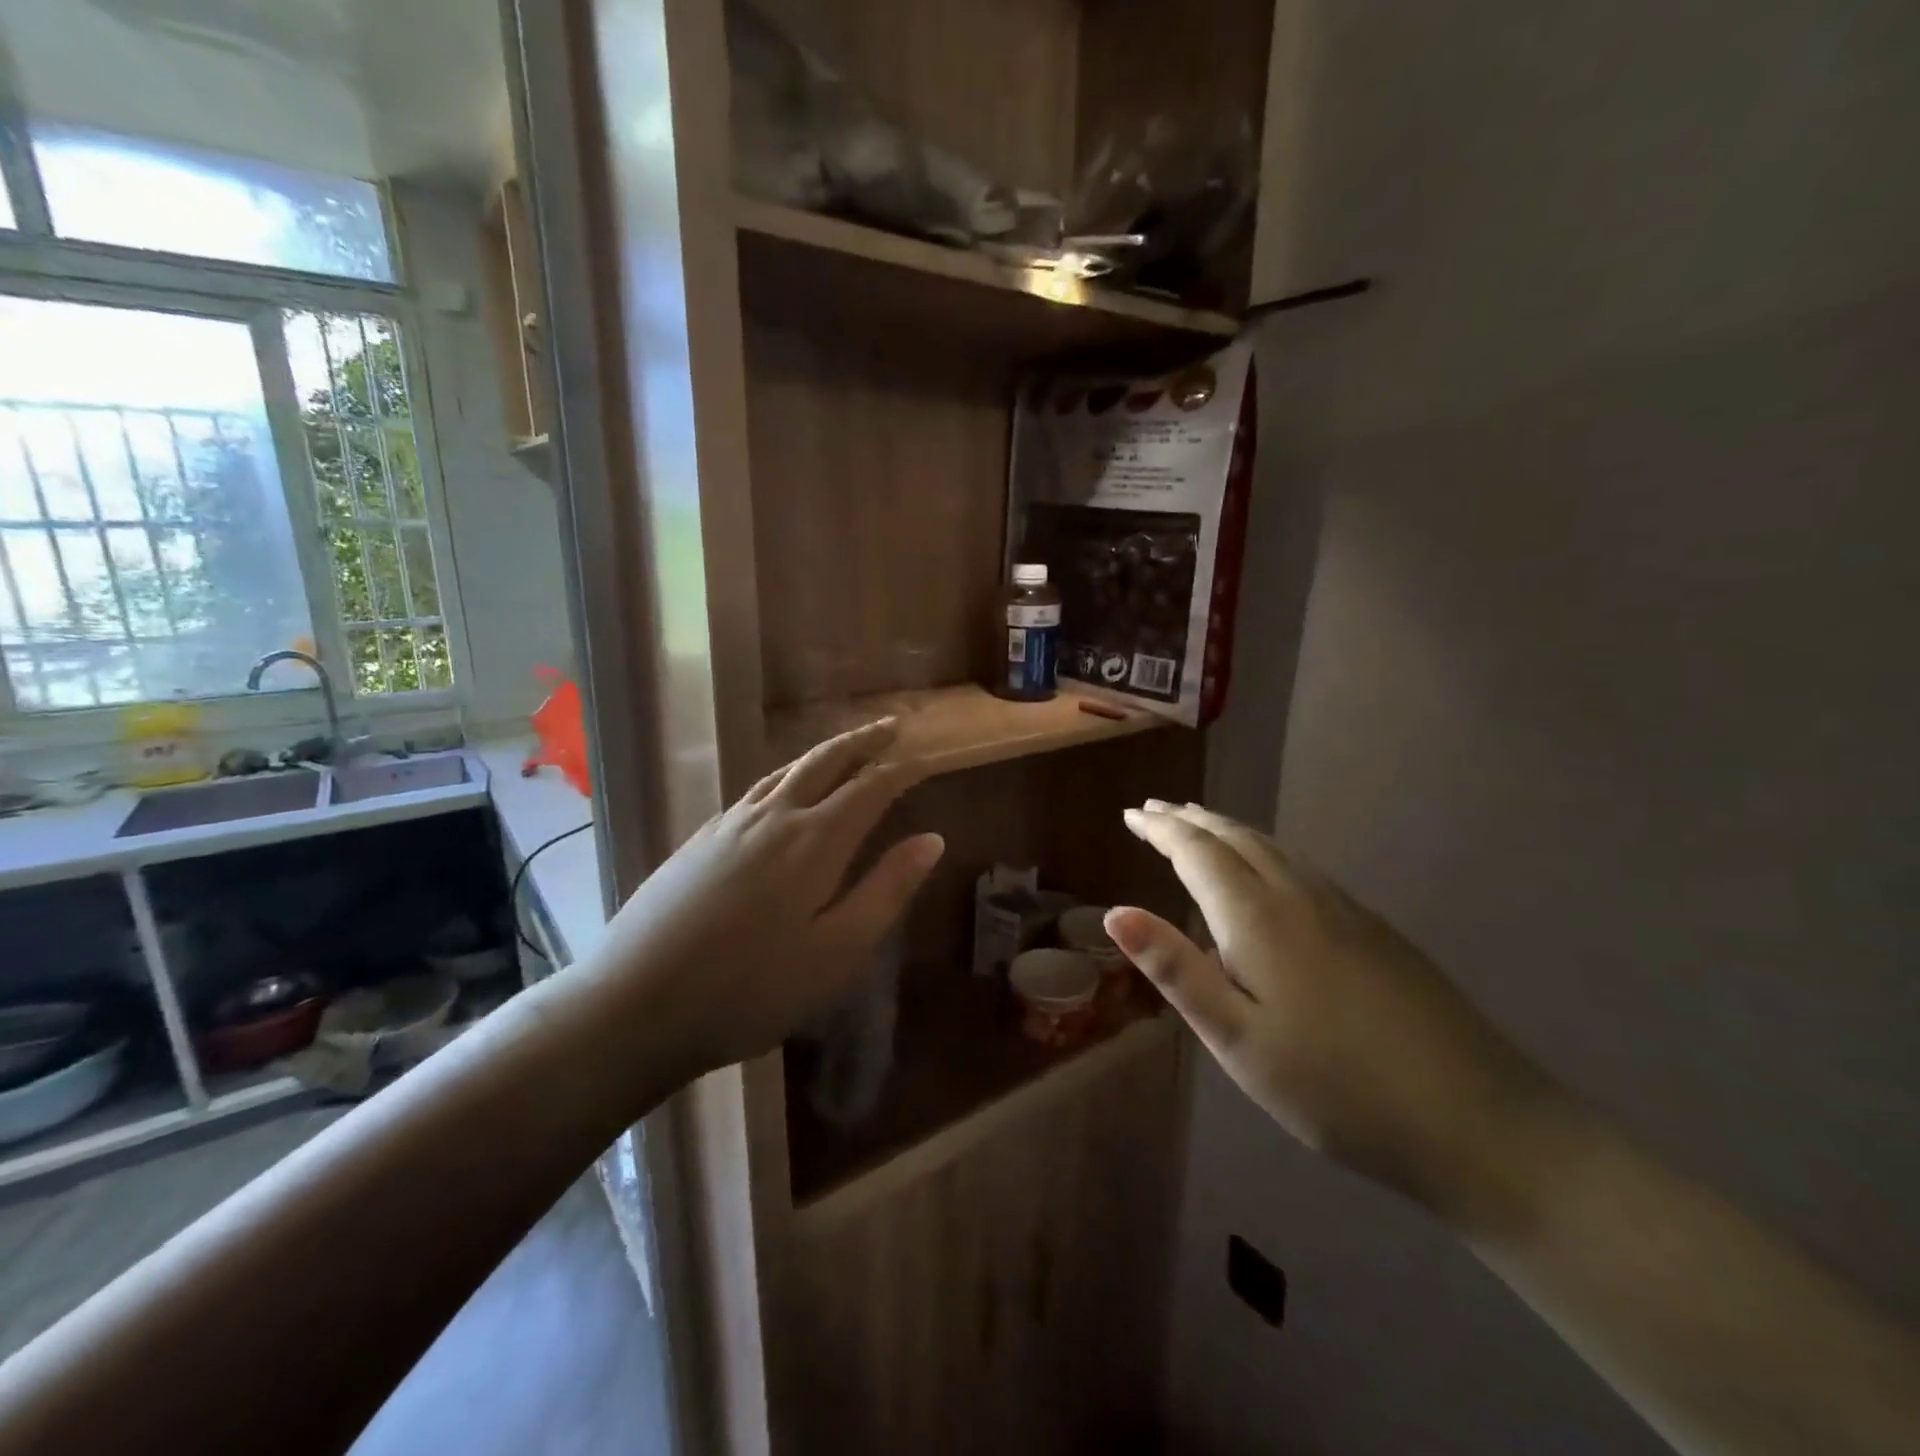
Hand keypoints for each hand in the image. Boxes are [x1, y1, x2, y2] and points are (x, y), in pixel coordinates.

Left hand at [587, 720, 943, 1079]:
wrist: (634, 1003)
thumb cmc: (751, 989)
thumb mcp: (837, 952)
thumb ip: (886, 890)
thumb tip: (932, 839)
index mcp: (814, 840)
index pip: (870, 786)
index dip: (904, 768)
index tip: (930, 756)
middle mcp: (773, 817)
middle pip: (825, 761)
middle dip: (863, 741)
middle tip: (891, 726)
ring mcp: (729, 825)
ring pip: (786, 770)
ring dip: (823, 753)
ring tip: (845, 750)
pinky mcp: (699, 840)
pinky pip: (755, 789)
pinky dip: (785, 776)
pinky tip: (781, 791)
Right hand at [1108, 802, 1567, 1227]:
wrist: (1480, 1123)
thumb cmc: (1336, 1088)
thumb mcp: (1237, 1041)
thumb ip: (1176, 971)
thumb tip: (1115, 913)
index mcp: (1259, 918)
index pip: (1197, 852)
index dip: (1161, 829)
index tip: (1130, 814)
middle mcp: (1300, 896)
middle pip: (1236, 838)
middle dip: (1190, 820)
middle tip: (1154, 811)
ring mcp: (1345, 909)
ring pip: (1273, 848)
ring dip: (1227, 831)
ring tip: (1199, 826)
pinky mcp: (1376, 930)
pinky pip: (1302, 867)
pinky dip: (1264, 851)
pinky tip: (1267, 871)